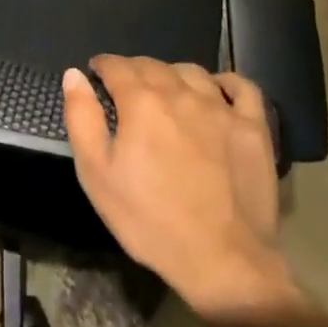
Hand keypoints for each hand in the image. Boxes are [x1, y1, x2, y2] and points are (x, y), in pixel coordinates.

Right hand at [63, 56, 294, 319]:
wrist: (222, 261)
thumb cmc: (150, 220)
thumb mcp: (97, 175)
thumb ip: (82, 118)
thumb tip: (74, 75)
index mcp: (141, 101)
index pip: (117, 66)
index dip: (103, 66)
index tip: (97, 74)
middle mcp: (181, 92)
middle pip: (153, 65)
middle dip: (134, 70)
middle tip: (127, 89)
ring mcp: (221, 108)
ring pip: (192, 72)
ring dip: (173, 75)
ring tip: (167, 92)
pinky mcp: (253, 127)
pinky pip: (242, 88)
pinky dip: (227, 83)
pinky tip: (218, 91)